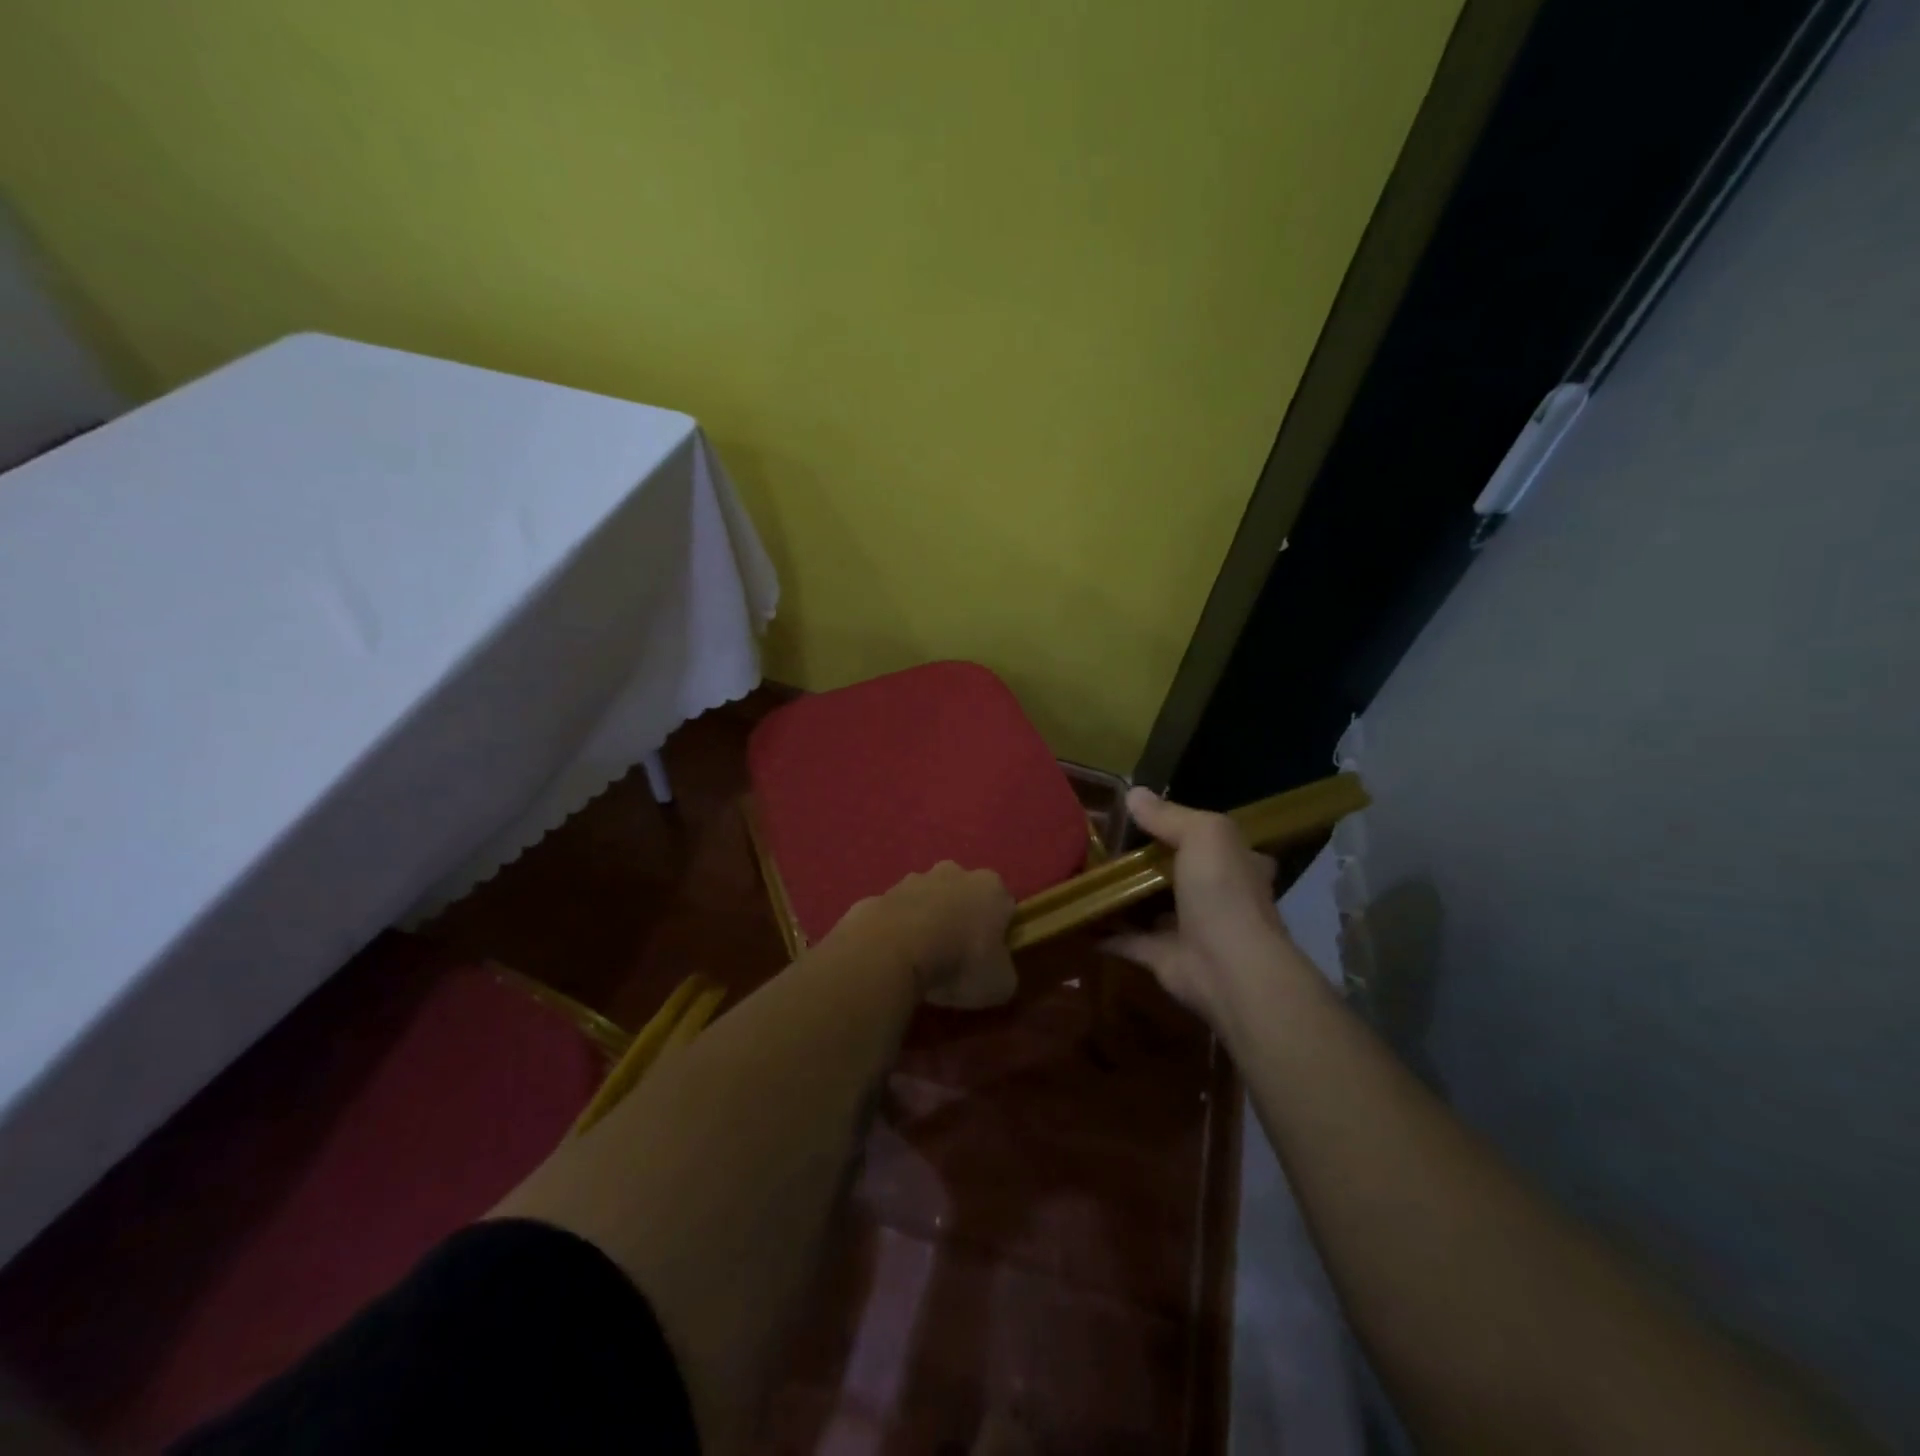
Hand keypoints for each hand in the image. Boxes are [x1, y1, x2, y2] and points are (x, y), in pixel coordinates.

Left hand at [844, 862, 1017, 1009]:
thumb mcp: (1000, 984)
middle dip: (961, 918)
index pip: (1003, 905)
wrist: (892, 951)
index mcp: (990, 887)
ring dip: (926, 922)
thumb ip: (1004, 971)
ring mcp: (913, 880)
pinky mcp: (880, 894)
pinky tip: (893, 958)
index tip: (990, 958)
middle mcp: (954, 872)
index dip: (999, 932)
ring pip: (927, 900)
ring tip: (920, 960)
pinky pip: (896, 915)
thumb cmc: (959, 962)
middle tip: (955, 956)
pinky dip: (896, 931)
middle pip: (963, 895)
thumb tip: (997, 971)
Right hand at [1104, 788, 1297, 1027]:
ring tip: (1082, 874)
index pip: (1212, 840)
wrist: (1228, 968)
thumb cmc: (1223, 892)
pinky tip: (1076, 916)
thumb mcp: (1203, 834)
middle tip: (1101, 843)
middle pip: (1176, 872)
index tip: (1143, 816)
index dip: (1182, 827)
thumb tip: (1133, 793)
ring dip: (1123, 895)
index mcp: (1236, 864)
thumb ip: (1168, 816)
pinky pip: (1127, 940)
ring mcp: (1189, 930)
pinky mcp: (1163, 958)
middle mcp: (1216, 896)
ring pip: (1150, 906)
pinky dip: (1104, 932)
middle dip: (1145, 861)